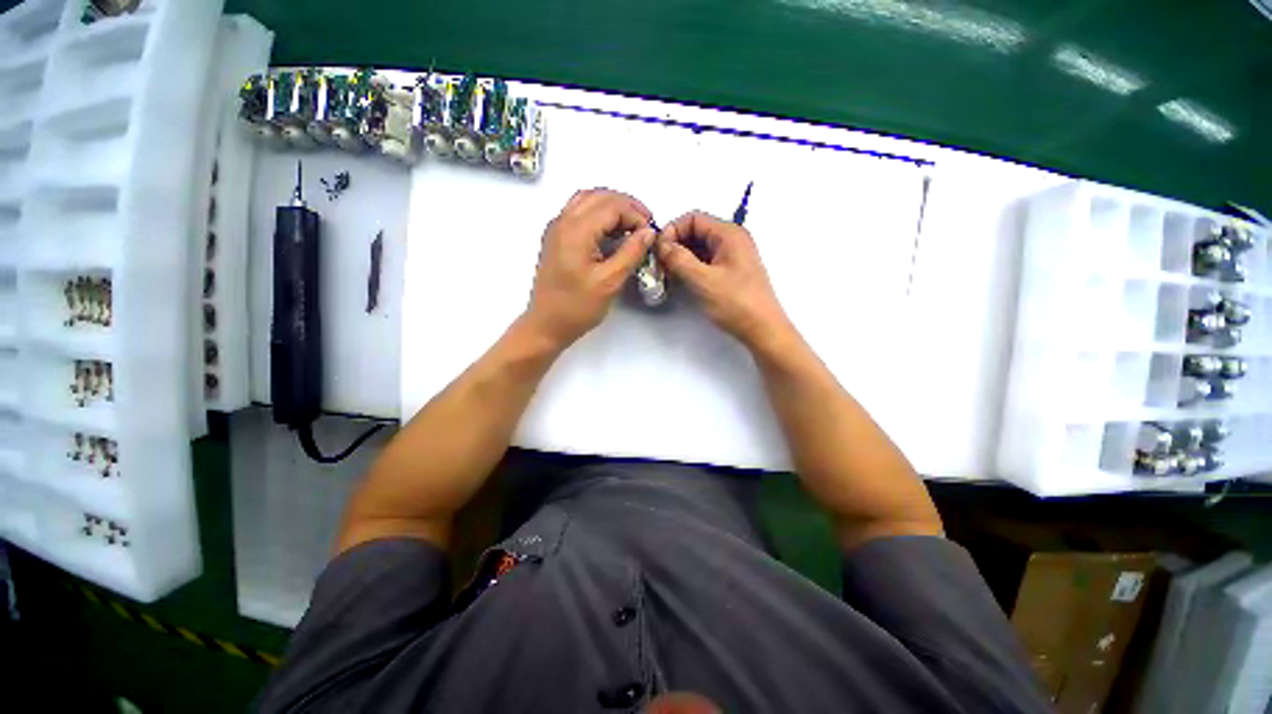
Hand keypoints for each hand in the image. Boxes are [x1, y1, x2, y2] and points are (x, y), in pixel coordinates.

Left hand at [525, 188, 653, 347]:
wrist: (546, 325)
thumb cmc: (577, 307)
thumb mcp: (609, 282)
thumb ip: (631, 253)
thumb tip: (648, 232)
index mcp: (575, 230)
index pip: (612, 205)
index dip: (636, 215)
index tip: (650, 233)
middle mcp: (562, 221)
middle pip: (599, 196)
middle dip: (627, 206)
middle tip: (646, 225)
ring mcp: (556, 229)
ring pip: (588, 200)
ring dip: (612, 207)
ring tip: (632, 226)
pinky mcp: (556, 239)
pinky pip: (579, 212)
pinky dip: (599, 215)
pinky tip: (612, 233)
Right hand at [657, 211, 791, 349]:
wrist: (762, 330)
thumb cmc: (735, 303)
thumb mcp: (702, 280)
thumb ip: (679, 259)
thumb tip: (661, 245)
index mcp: (729, 234)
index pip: (693, 219)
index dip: (672, 231)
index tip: (657, 251)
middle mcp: (732, 240)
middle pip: (696, 232)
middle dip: (675, 245)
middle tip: (659, 265)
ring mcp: (732, 257)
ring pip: (699, 249)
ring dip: (681, 258)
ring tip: (667, 274)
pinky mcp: (730, 272)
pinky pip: (705, 262)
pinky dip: (690, 268)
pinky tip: (680, 281)